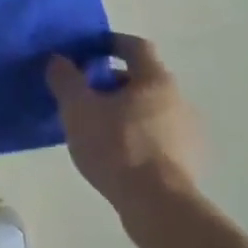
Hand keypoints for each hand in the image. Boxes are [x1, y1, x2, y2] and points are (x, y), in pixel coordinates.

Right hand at [47, 33, 200, 209]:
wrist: (157, 205)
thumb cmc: (116, 146)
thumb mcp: (78, 109)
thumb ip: (66, 80)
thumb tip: (59, 60)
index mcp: (155, 80)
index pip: (135, 46)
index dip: (110, 42)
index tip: (87, 49)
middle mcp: (179, 99)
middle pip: (142, 79)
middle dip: (112, 82)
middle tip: (84, 94)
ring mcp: (188, 132)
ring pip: (150, 109)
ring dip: (125, 110)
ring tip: (96, 126)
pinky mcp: (188, 161)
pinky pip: (157, 136)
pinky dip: (137, 135)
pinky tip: (116, 153)